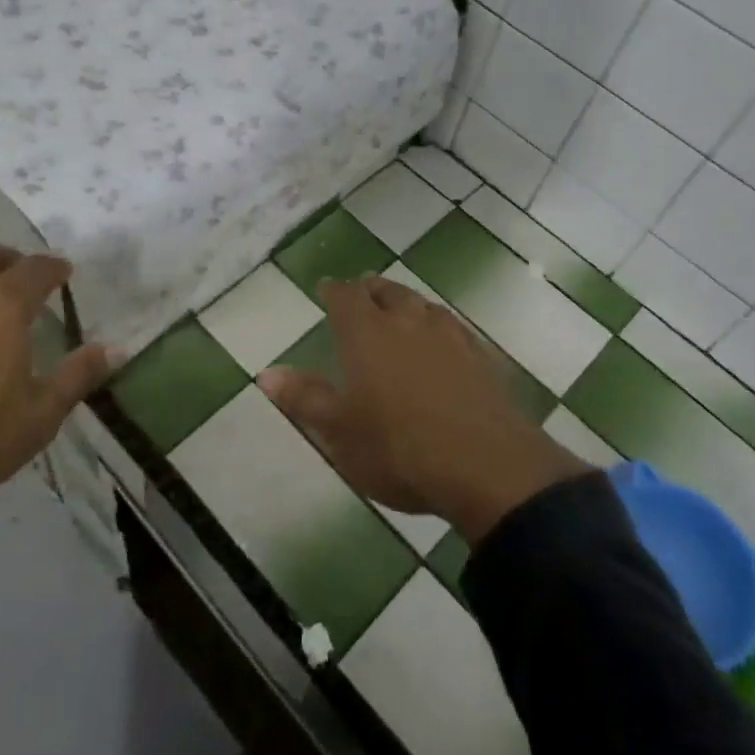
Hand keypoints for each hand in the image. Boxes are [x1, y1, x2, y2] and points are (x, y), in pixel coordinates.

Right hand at [258, 276, 587, 544]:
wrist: (487, 467)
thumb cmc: (399, 449)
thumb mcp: (340, 432)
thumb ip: (304, 398)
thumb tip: (267, 372)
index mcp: (368, 334)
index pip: (346, 297)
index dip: (334, 290)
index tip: (326, 286)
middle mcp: (409, 323)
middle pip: (388, 292)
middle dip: (372, 289)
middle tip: (363, 290)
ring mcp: (451, 337)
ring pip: (424, 306)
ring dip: (407, 302)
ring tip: (401, 308)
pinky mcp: (482, 358)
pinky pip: (455, 329)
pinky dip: (440, 326)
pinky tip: (444, 341)